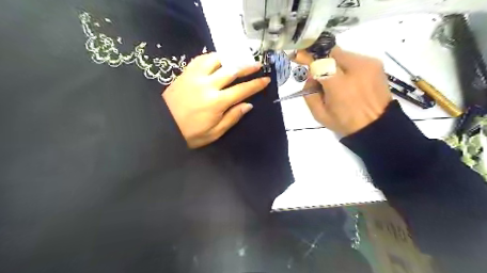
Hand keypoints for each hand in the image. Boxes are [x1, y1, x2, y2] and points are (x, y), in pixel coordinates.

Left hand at [163, 52, 269, 147]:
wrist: (161, 126)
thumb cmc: (190, 134)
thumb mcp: (214, 133)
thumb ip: (232, 118)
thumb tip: (248, 105)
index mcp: (217, 102)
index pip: (242, 90)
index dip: (256, 84)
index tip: (266, 79)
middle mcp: (208, 85)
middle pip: (232, 70)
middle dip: (247, 66)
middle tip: (257, 64)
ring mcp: (195, 76)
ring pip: (217, 60)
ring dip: (230, 58)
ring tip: (237, 60)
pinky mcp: (185, 73)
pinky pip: (200, 59)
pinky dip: (212, 57)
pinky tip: (217, 60)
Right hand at [293, 47, 390, 135]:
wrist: (377, 125)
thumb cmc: (345, 122)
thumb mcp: (319, 114)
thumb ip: (309, 93)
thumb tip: (311, 76)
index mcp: (339, 85)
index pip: (320, 62)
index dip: (308, 58)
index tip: (299, 56)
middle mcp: (355, 69)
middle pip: (331, 54)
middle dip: (322, 62)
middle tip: (320, 75)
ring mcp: (368, 64)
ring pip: (342, 55)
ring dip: (334, 64)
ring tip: (336, 81)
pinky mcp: (376, 63)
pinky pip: (354, 59)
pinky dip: (346, 66)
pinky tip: (348, 81)